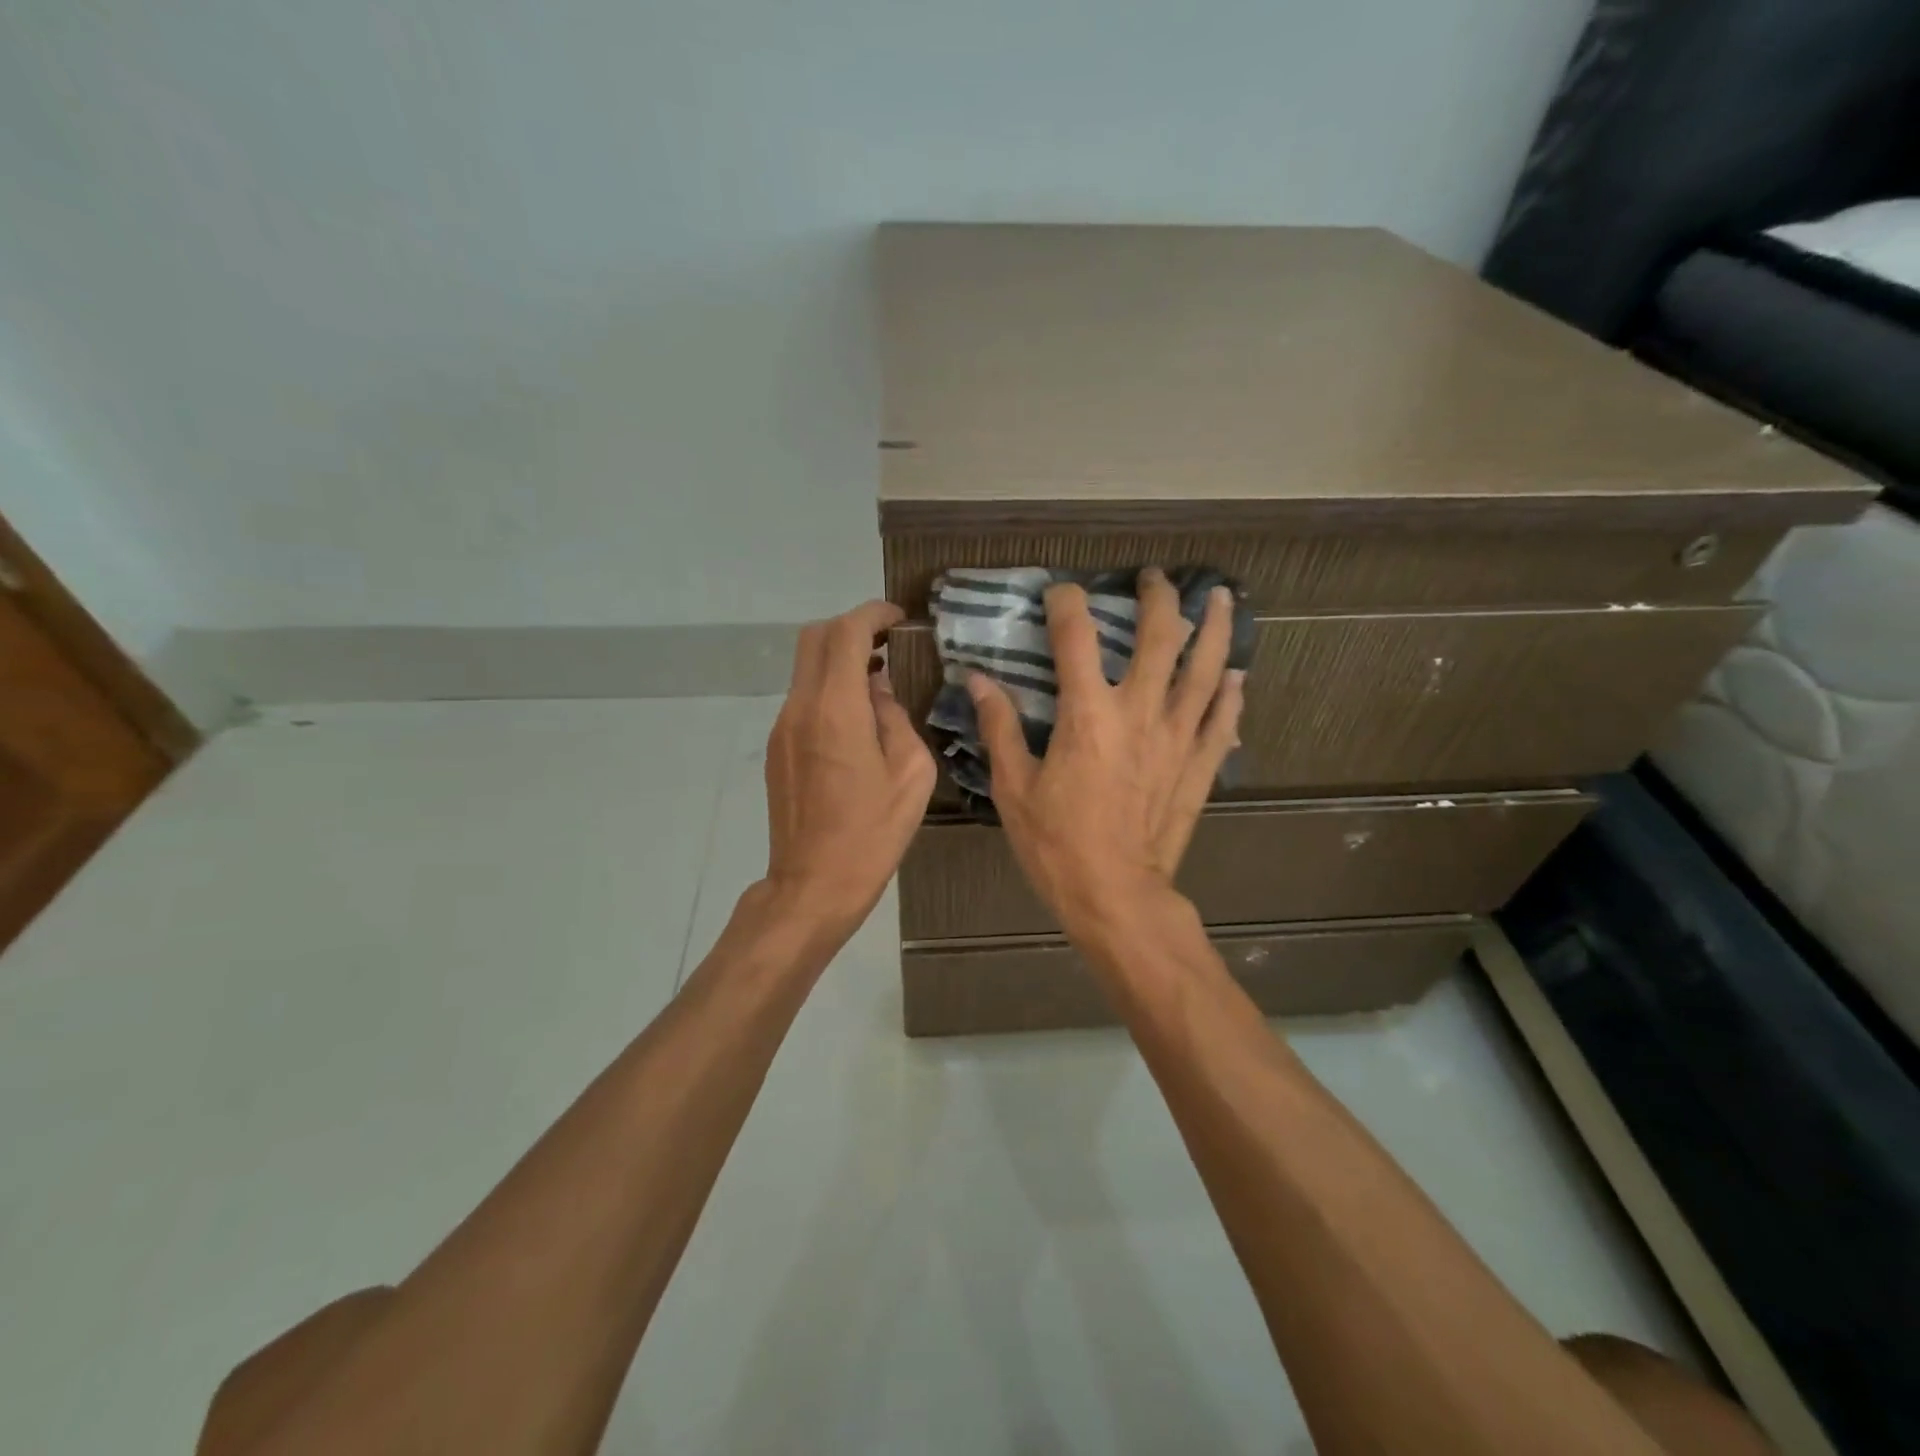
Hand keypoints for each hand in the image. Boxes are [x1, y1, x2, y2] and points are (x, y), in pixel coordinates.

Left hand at [762, 601, 936, 935]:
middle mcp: (800, 708)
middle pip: (814, 638)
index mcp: (836, 709)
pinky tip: (857, 717)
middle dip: (851, 628)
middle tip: (888, 642)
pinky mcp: (777, 748)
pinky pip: (802, 698)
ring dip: (839, 659)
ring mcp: (782, 728)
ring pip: (805, 667)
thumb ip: (896, 717)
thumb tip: (880, 690)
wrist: (813, 884)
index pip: (845, 633)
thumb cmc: (872, 833)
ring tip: (878, 679)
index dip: (872, 614)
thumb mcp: (910, 773)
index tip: (899, 618)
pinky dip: (828, 688)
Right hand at [969, 569, 1244, 935]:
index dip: (1067, 604)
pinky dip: (1231, 694)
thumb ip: (999, 727)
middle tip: (1154, 578)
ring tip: (1219, 598)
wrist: (1116, 895)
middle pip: (1159, 638)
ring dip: (1213, 628)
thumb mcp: (1014, 787)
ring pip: (1206, 669)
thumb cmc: (1056, 844)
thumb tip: (978, 680)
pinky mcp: (1200, 766)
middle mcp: (1140, 713)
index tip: (1060, 592)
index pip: (1077, 638)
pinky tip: (1236, 674)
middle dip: (1157, 599)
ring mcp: (1177, 738)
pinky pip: (1223, 720)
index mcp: (1088, 715)